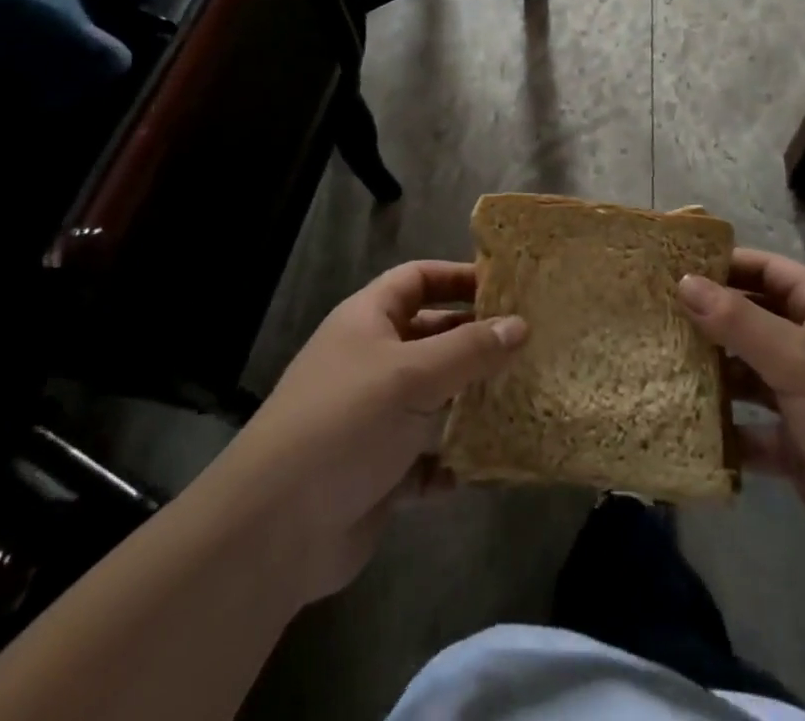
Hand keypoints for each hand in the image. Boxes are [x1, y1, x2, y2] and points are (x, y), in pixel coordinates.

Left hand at [203, 261, 525, 605]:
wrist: (276, 528)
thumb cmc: (346, 422)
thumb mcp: (413, 375)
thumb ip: (470, 349)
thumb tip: (520, 325)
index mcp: (368, 321)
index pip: (417, 279)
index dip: (457, 276)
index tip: (505, 287)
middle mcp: (370, 361)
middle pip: (430, 337)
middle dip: (474, 341)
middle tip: (528, 345)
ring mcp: (373, 418)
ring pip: (433, 399)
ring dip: (469, 403)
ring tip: (520, 400)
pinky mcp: (378, 471)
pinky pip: (426, 457)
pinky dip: (450, 461)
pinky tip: (479, 466)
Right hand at [678, 249, 804, 558]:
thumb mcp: (799, 360)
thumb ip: (738, 321)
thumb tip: (682, 281)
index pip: (767, 270)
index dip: (725, 264)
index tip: (673, 265)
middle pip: (751, 320)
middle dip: (708, 319)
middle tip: (653, 315)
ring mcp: (804, 397)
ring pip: (746, 373)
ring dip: (711, 373)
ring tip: (658, 365)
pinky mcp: (796, 445)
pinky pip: (749, 427)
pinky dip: (724, 427)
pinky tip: (684, 423)